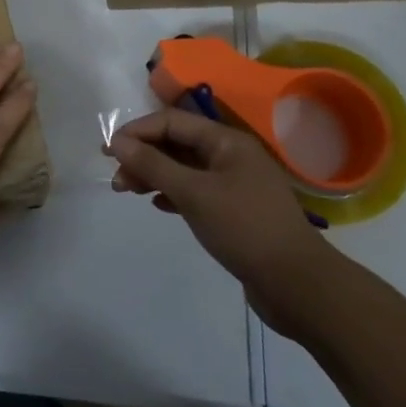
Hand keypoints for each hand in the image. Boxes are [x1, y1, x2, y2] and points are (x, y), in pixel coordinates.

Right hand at [106, 109, 341, 341]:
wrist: (297, 284)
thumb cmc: (244, 228)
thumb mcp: (193, 193)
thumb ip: (154, 165)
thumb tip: (118, 142)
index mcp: (227, 141)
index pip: (172, 121)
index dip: (138, 132)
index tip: (108, 151)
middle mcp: (231, 156)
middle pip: (177, 144)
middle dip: (144, 155)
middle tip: (117, 178)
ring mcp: (235, 184)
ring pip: (185, 169)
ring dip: (155, 175)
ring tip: (128, 191)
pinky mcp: (235, 211)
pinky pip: (196, 191)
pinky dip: (173, 194)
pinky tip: (159, 205)